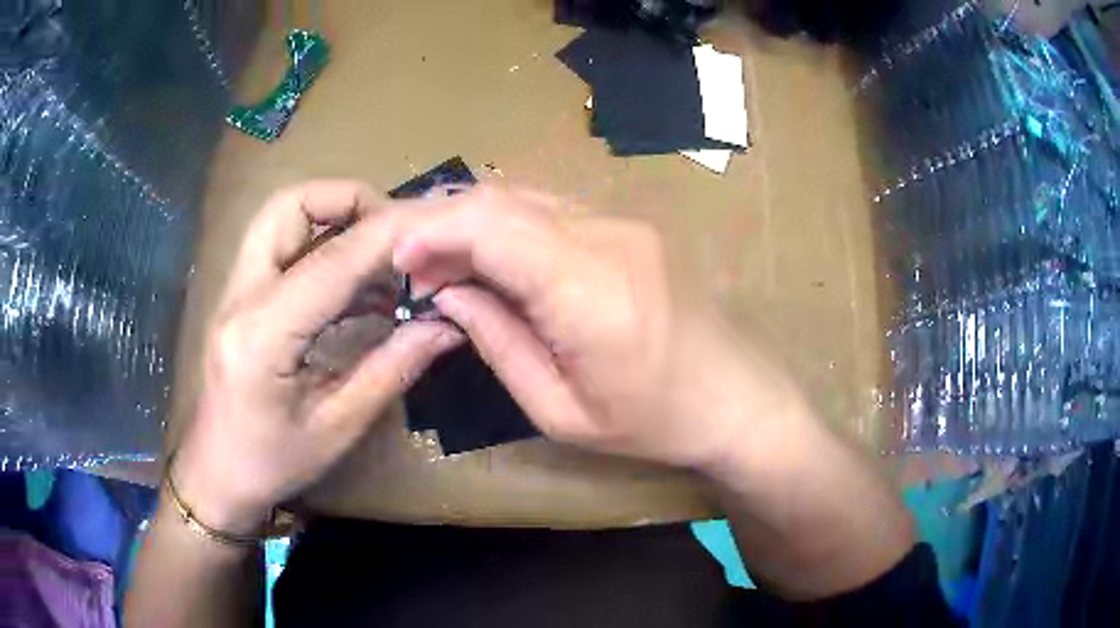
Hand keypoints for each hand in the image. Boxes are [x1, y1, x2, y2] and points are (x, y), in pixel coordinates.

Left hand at [173, 181, 461, 532]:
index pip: (330, 262)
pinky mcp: (239, 298)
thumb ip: (390, 370)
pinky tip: (359, 285)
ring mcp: (234, 293)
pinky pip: (282, 248)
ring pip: (281, 217)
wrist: (216, 476)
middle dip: (348, 200)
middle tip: (395, 233)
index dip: (387, 236)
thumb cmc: (271, 464)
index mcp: (262, 337)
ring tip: (383, 255)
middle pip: (289, 206)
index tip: (436, 227)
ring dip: (335, 218)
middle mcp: (241, 297)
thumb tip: (445, 327)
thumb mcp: (337, 429)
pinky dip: (323, 247)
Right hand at [393, 187, 799, 469]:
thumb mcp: (561, 410)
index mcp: (590, 291)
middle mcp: (608, 236)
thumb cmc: (654, 423)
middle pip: (502, 198)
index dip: (431, 231)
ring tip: (441, 263)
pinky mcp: (630, 225)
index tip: (395, 260)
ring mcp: (624, 222)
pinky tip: (491, 257)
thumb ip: (497, 342)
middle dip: (442, 222)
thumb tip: (445, 291)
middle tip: (411, 265)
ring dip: (472, 221)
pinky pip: (552, 209)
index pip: (491, 225)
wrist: (738, 397)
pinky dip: (507, 225)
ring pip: (524, 196)